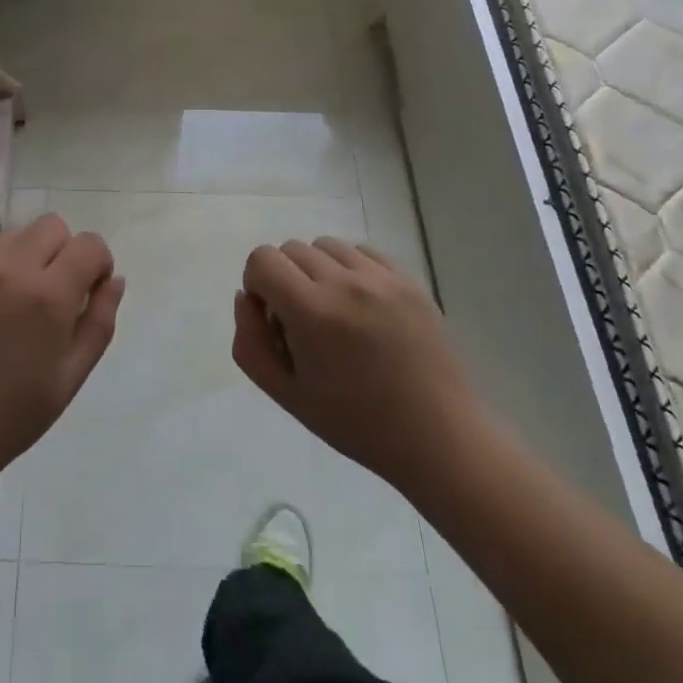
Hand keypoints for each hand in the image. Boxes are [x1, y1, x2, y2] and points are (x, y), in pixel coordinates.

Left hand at [0, 214, 122, 493]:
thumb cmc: (10, 416)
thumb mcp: (70, 377)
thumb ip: (99, 322)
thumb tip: (114, 280)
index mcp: (48, 295)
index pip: (88, 245)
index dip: (98, 264)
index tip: (90, 292)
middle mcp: (10, 269)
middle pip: (52, 226)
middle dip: (65, 252)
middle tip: (56, 296)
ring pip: (17, 235)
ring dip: (30, 256)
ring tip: (20, 302)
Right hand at [232, 238, 486, 495]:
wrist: (436, 437)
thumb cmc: (355, 422)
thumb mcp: (286, 394)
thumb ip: (250, 342)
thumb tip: (246, 297)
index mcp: (312, 312)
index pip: (262, 259)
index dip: (258, 285)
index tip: (275, 319)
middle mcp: (345, 282)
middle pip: (291, 249)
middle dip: (285, 279)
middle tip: (304, 323)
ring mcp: (381, 278)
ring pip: (326, 245)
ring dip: (318, 270)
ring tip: (335, 311)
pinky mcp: (408, 279)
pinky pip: (362, 252)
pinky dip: (350, 269)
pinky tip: (362, 307)